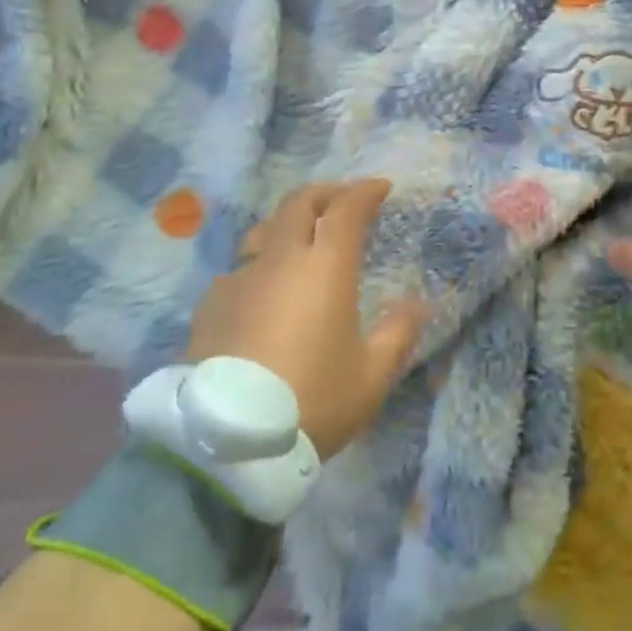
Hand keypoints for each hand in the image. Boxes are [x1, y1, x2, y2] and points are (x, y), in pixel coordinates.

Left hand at [185, 180, 427, 458]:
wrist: (227, 442)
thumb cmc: (311, 401)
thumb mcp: (370, 377)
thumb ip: (398, 335)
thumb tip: (420, 305)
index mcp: (324, 266)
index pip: (346, 208)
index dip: (365, 192)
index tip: (380, 188)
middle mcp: (281, 258)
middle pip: (300, 203)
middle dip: (326, 194)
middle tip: (342, 201)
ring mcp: (240, 277)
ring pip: (265, 230)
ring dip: (288, 224)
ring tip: (300, 239)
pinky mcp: (211, 303)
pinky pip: (240, 269)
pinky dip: (260, 266)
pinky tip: (262, 293)